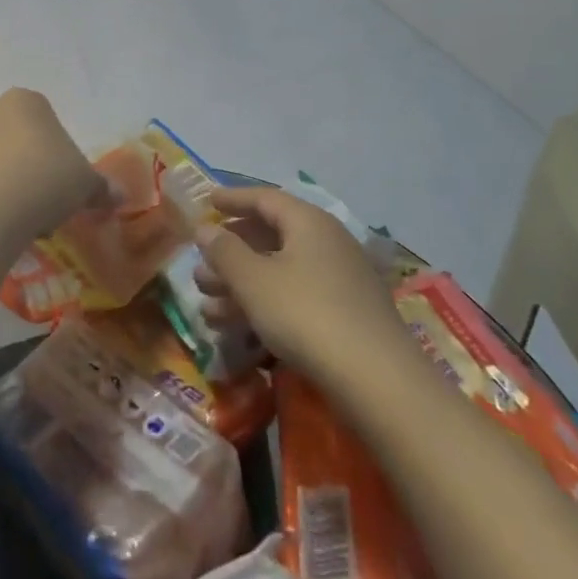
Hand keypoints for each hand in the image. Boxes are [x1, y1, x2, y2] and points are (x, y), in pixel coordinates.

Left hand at [0, 89, 106, 249]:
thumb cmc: (47, 179)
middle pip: (23, 141)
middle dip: (35, 168)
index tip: (66, 182)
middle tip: (49, 202)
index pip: (50, 123)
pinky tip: (3, 222)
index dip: (62, 155)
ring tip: (27, 218)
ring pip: (0, 162)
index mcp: (26, 100)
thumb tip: (120, 197)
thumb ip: (103, 187)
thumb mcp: (87, 184)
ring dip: (13, 184)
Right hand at [195, 187, 414, 388]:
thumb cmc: (305, 313)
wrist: (377, 380)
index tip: (207, 203)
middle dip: (232, 253)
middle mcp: (327, 242)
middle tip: (200, 267)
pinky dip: (264, 305)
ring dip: (242, 285)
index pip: (264, 198)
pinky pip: (295, 296)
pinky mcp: (345, 315)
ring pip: (280, 272)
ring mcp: (340, 280)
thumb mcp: (253, 280)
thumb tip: (205, 229)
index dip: (233, 199)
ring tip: (207, 307)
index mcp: (308, 222)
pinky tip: (237, 329)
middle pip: (270, 237)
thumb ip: (224, 251)